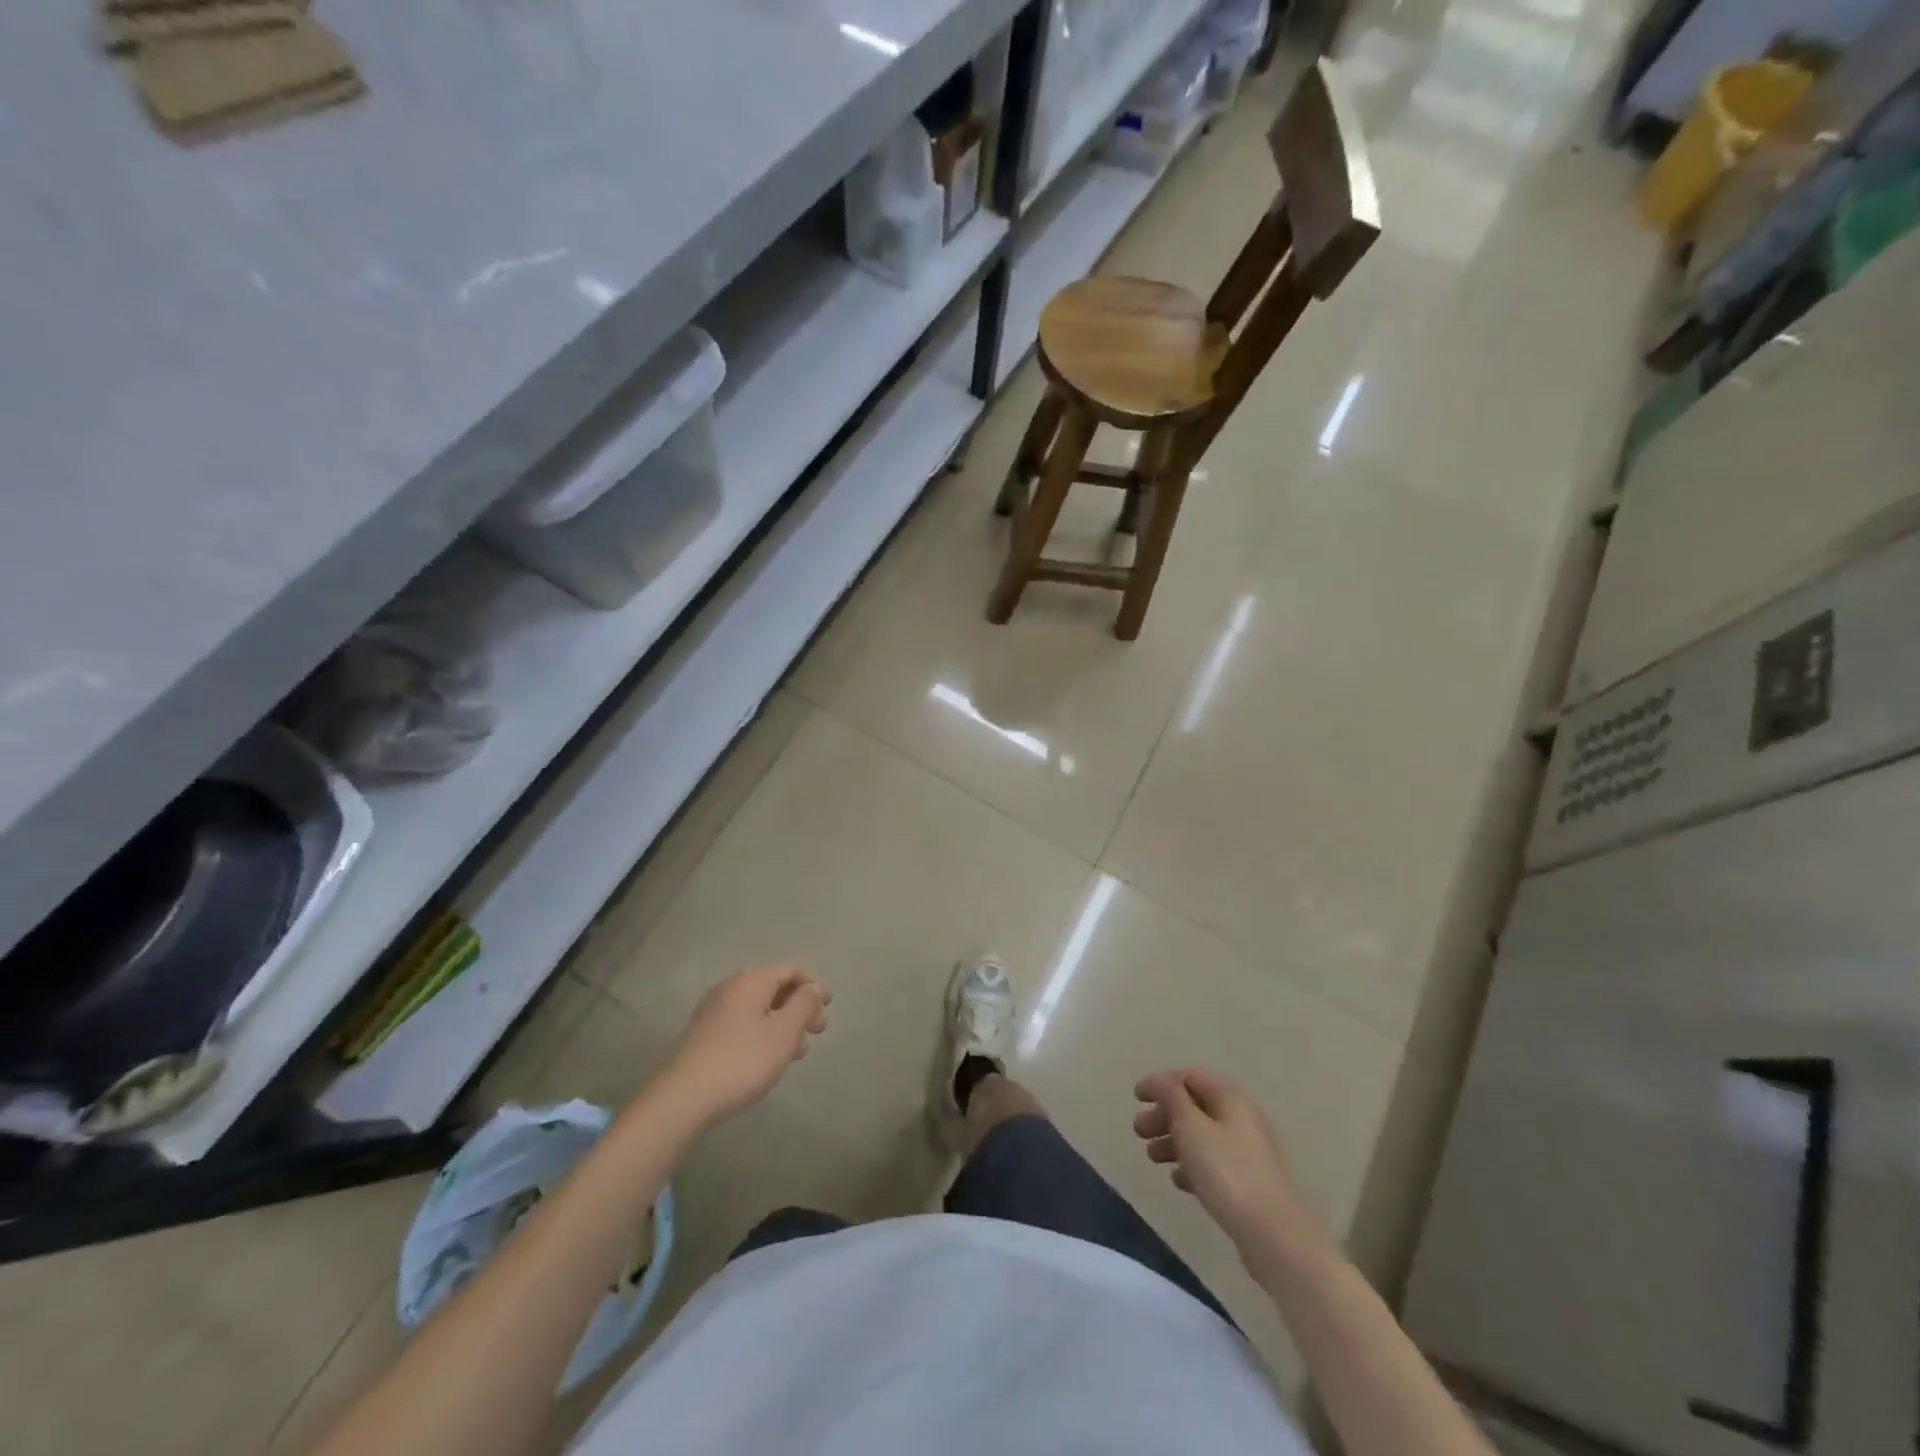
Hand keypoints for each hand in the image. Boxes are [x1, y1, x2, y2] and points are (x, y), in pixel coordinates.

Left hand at [660, 964, 829, 1126]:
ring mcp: (713, 1010)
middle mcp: (731, 987)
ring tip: (795, 1053)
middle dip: (799, 1007)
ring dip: (782, 1024)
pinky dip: (762, 1033)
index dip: (813, 986)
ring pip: (759, 1008)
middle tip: (816, 1032)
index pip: (791, 970)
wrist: (683, 1098)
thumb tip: (813, 987)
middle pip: (774, 988)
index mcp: (752, 980)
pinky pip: (742, 1023)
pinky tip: (767, 1058)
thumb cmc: (742, 1061)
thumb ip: (804, 1005)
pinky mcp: (704, 1033)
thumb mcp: (784, 1033)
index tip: (828, 1007)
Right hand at [1133, 1068, 1321, 1260]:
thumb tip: (1160, 1081)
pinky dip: (1193, 1165)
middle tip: (1139, 1132)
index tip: (1136, 1099)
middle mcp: (1242, 1118)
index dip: (1161, 1083)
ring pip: (1203, 1136)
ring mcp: (1249, 1152)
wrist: (1276, 1237)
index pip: (1190, 1076)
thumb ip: (1171, 1097)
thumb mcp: (1191, 1128)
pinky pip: (1214, 1163)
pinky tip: (1179, 1182)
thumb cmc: (1228, 1173)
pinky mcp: (1250, 1182)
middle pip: (1195, 1106)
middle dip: (1164, 1115)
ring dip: (1174, 1141)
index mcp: (1231, 1098)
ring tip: (1153, 1159)